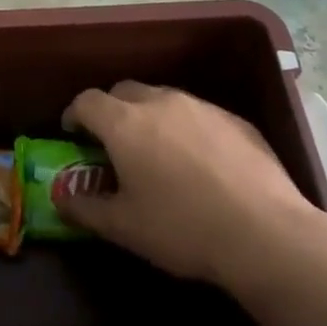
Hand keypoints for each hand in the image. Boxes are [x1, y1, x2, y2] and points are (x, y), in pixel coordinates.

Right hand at [58, 82, 326, 290]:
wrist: (265, 233)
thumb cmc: (181, 228)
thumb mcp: (122, 227)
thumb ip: (84, 209)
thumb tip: (61, 200)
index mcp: (125, 124)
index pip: (87, 101)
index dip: (74, 114)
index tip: (72, 133)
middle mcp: (161, 103)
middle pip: (124, 91)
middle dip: (111, 111)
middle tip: (111, 143)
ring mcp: (202, 107)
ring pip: (163, 99)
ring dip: (149, 117)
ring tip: (155, 152)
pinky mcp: (236, 120)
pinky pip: (198, 114)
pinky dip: (185, 128)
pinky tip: (197, 163)